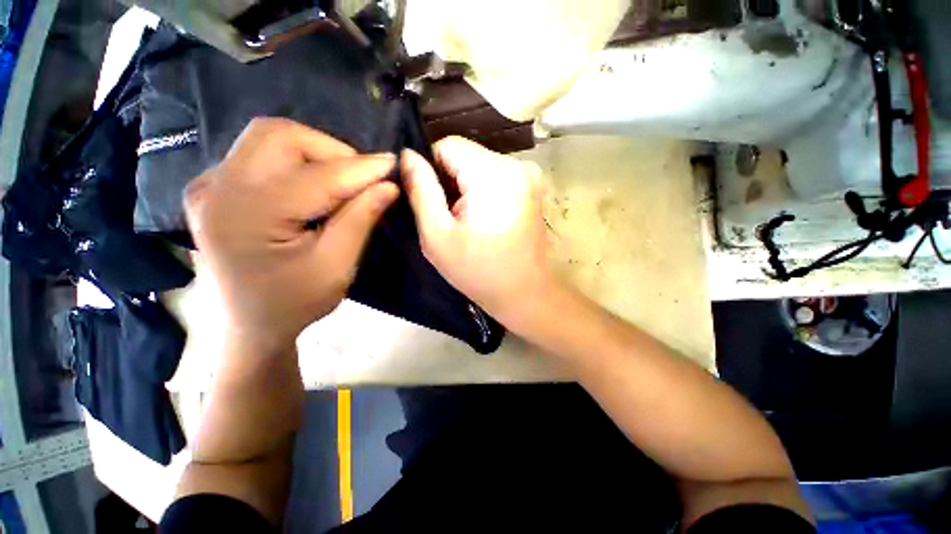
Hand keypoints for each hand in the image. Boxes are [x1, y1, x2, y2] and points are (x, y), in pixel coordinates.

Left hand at [184, 118, 397, 352]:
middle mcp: (217, 188)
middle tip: (362, 178)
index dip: (361, 168)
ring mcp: (209, 183)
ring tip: (343, 181)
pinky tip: (315, 185)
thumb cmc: (292, 304)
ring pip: (269, 138)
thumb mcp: (335, 267)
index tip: (394, 165)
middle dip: (333, 150)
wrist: (244, 325)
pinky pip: (260, 153)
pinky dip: (297, 160)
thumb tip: (388, 186)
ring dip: (316, 152)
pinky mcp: (214, 186)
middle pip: (281, 136)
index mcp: (247, 216)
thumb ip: (360, 221)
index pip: (317, 176)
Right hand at [400, 136, 552, 329]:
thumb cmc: (479, 272)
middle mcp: (517, 165)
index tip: (433, 203)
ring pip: (479, 166)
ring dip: (466, 189)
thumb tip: (406, 155)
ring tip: (468, 223)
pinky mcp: (532, 188)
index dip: (432, 170)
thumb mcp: (438, 236)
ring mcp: (529, 176)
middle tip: (450, 219)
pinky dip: (483, 193)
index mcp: (494, 174)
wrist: (526, 293)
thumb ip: (420, 191)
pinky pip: (495, 177)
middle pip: (465, 155)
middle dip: (450, 182)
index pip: (448, 145)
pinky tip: (484, 221)